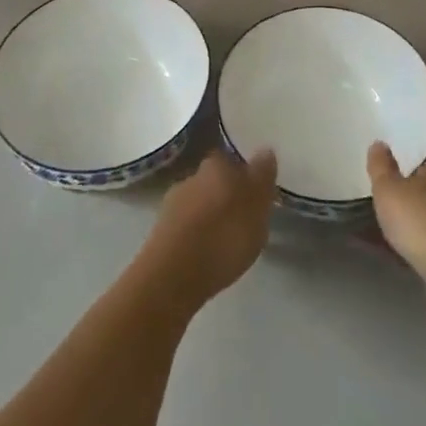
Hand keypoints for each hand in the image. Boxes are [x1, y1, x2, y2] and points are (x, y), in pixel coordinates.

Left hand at [141, 149, 277, 304]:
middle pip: (215, 180)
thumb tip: (265, 149)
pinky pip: (187, 226)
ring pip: (199, 203)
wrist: (172, 276)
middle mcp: (192, 176)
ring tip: (226, 241)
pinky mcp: (161, 231)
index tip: (256, 194)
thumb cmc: (224, 237)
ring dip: (211, 215)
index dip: (245, 175)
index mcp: (217, 164)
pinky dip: (197, 235)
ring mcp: (172, 203)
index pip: (233, 160)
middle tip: (244, 218)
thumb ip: (262, 177)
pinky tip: (206, 254)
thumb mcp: (257, 207)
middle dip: (227, 195)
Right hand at [367, 143, 425, 284]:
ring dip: (422, 226)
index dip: (408, 171)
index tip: (393, 184)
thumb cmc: (421, 218)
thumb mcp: (387, 189)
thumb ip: (380, 165)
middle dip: (417, 198)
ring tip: (394, 239)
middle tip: (391, 211)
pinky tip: (408, 258)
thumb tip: (379, 144)